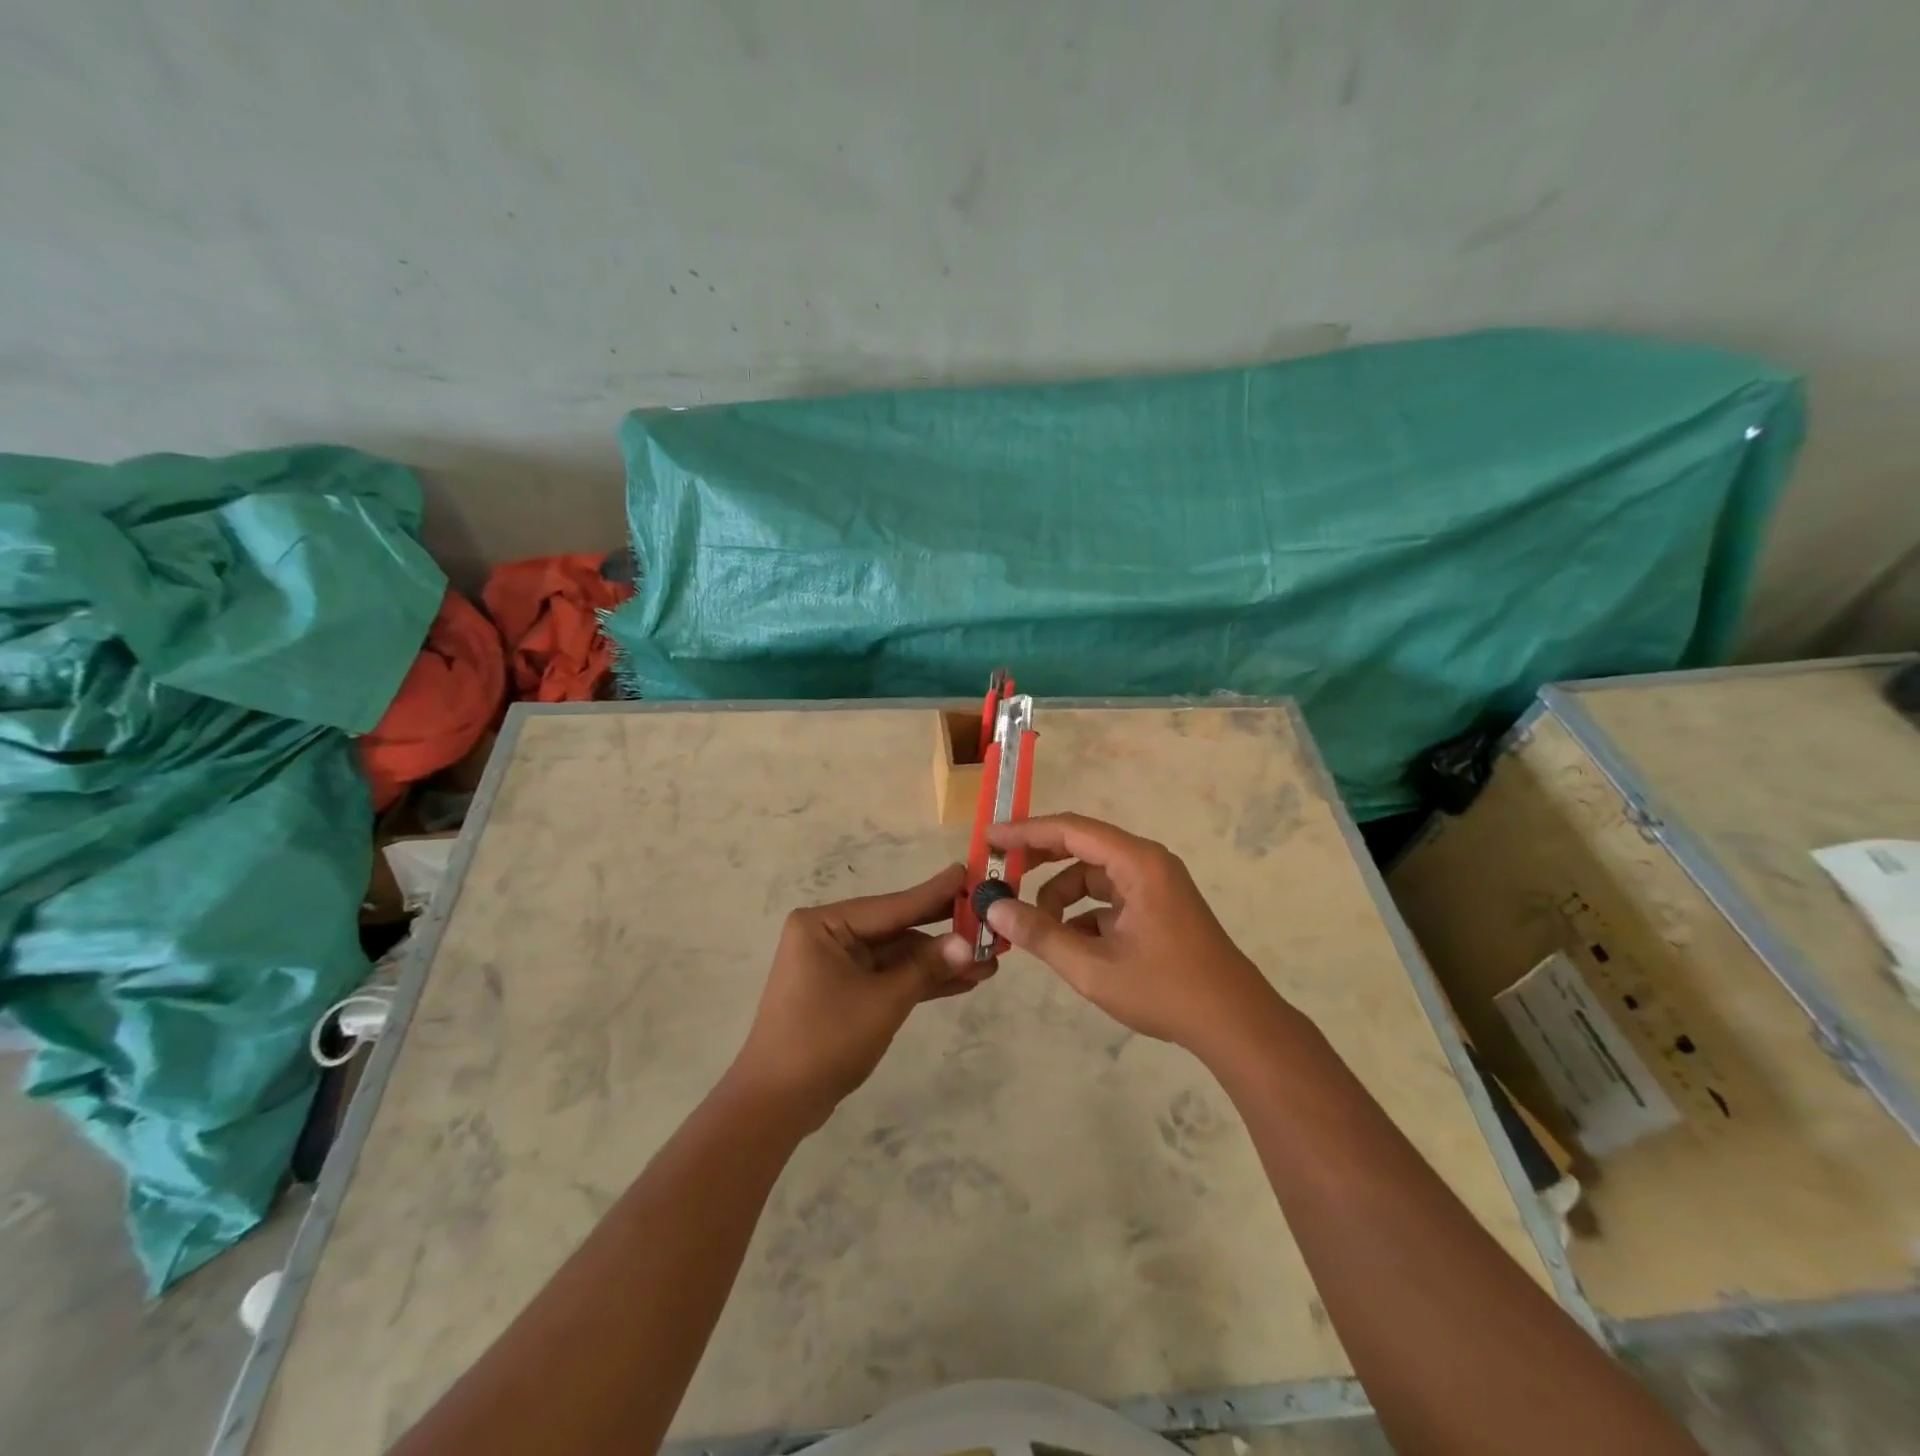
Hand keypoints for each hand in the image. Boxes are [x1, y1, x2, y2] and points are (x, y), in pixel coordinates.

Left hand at [728, 863, 990, 1130]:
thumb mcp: (883, 1001)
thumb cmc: (825, 1040)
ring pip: (897, 956)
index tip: (969, 873)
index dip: (935, 894)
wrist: (776, 1104)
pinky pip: (888, 978)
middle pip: (897, 929)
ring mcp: (836, 965)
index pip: (892, 905)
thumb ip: (926, 968)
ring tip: (989, 963)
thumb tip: (968, 943)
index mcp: (824, 925)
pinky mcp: (845, 992)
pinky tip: (962, 982)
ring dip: (938, 962)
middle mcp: (829, 936)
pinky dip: (919, 981)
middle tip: (989, 920)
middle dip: (943, 932)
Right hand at [984, 814, 1286, 1061]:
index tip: (989, 839)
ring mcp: (1155, 886)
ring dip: (1061, 896)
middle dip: (1039, 859)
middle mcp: (1147, 863)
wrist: (1236, 1024)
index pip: (1071, 829)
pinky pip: (1109, 898)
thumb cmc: (1166, 990)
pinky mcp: (1158, 908)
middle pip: (1081, 845)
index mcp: (1137, 863)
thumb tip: (994, 909)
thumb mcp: (1093, 966)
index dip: (1026, 832)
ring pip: (1093, 876)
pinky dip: (1083, 915)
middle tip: (1000, 873)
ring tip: (1036, 929)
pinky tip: (1069, 946)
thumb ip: (1040, 934)